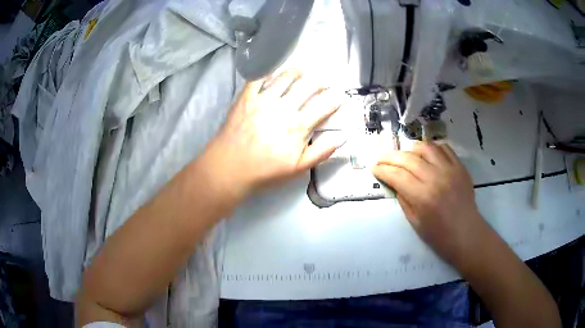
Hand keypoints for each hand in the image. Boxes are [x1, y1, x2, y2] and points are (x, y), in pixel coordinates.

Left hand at [205, 70, 343, 198]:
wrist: (230, 167)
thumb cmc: (265, 170)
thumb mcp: (298, 168)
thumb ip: (321, 152)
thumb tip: (343, 137)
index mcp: (298, 125)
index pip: (324, 106)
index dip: (336, 98)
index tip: (341, 95)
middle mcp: (283, 107)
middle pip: (308, 85)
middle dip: (320, 81)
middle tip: (323, 82)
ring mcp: (263, 99)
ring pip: (285, 76)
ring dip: (298, 71)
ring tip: (302, 71)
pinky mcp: (246, 97)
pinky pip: (259, 77)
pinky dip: (268, 70)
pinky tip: (274, 70)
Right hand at [372, 141, 486, 265]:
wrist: (466, 234)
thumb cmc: (439, 235)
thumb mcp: (414, 222)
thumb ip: (403, 199)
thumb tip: (394, 182)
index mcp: (422, 196)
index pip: (397, 175)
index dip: (382, 170)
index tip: (374, 168)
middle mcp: (435, 178)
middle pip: (407, 158)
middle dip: (390, 157)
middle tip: (381, 159)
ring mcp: (450, 169)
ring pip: (426, 147)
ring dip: (411, 148)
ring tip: (404, 155)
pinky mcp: (460, 167)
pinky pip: (444, 148)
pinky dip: (432, 148)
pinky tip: (426, 154)